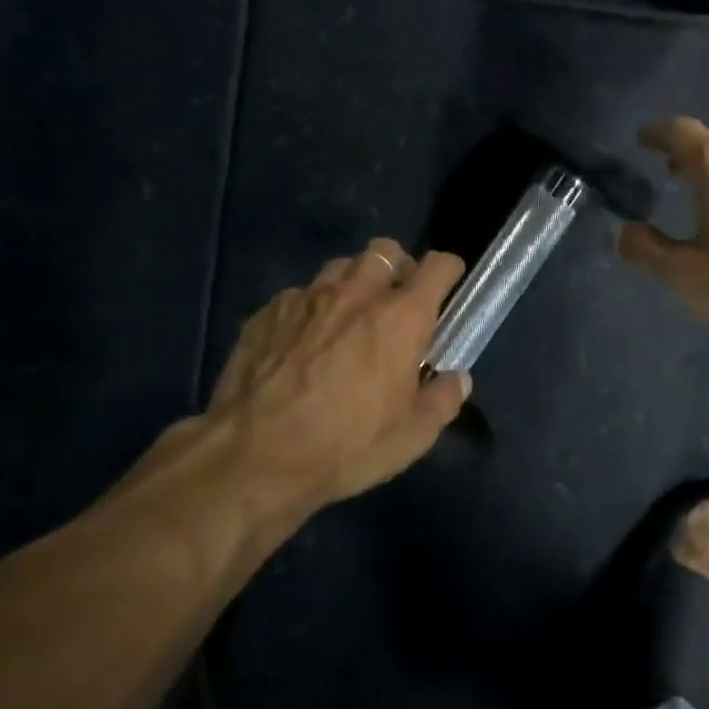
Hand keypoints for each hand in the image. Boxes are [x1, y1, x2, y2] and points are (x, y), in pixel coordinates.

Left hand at [201, 239, 469, 517]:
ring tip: (347, 320)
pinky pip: (299, 296)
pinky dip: (310, 311)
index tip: (448, 290)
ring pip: (340, 267)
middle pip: (386, 251)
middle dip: (397, 269)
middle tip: (395, 305)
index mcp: (401, 315)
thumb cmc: (344, 445)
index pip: (439, 265)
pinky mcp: (268, 311)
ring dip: (353, 284)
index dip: (448, 271)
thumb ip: (443, 400)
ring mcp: (308, 297)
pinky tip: (301, 345)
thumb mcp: (411, 436)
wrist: (252, 457)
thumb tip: (457, 379)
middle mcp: (357, 292)